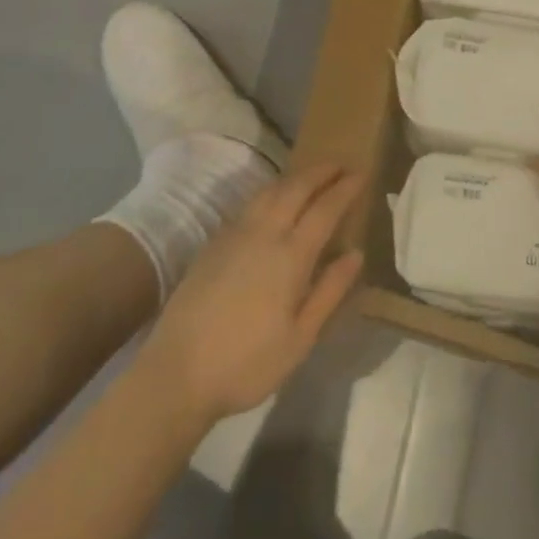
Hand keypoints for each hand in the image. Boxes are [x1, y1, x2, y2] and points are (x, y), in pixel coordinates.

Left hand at [144, 166, 364, 421]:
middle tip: (341, 164)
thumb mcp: (300, 339)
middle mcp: (263, 234)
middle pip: (296, 188)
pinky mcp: (214, 243)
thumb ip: (330, 291)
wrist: (176, 373)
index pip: (325, 209)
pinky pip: (251, 203)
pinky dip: (271, 191)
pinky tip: (274, 200)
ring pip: (270, 191)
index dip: (345, 188)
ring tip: (312, 176)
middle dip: (321, 172)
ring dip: (295, 177)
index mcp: (290, 256)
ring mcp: (235, 235)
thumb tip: (356, 253)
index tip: (362, 173)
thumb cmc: (247, 363)